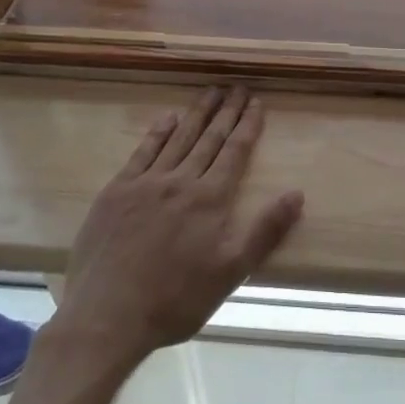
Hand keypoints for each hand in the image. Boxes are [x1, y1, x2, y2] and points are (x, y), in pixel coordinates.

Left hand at [54, 87, 302, 366]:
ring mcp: (145, 183)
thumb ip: (265, 231)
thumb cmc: (175, 300)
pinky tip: (168, 117)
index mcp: (210, 199)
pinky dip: (158, 132)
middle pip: (209, 138)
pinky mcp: (117, 191)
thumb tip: (297, 194)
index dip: (248, 125)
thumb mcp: (230, 273)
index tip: (257, 102)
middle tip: (238, 87)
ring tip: (210, 91)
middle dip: (226, 111)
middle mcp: (180, 181)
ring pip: (178, 138)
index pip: (235, 152)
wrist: (107, 316)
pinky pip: (143, 151)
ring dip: (197, 113)